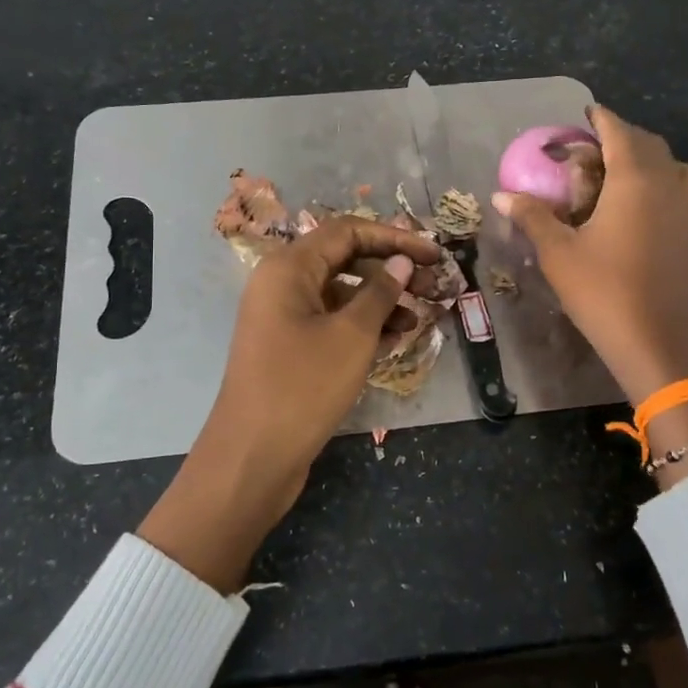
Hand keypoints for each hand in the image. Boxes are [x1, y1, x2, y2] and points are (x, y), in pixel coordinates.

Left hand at [139, 216, 444, 591]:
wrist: (253, 456)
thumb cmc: (304, 386)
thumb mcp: (352, 335)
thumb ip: (381, 292)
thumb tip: (401, 262)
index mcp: (289, 268)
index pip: (347, 231)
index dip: (394, 237)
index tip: (434, 253)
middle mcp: (282, 284)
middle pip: (344, 259)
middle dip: (390, 269)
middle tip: (433, 285)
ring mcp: (283, 317)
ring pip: (340, 293)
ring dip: (381, 300)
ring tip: (419, 317)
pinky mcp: (289, 346)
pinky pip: (331, 321)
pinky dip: (362, 325)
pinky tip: (396, 338)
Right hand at [495, 107, 687, 487]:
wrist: (654, 341)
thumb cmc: (602, 291)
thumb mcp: (558, 252)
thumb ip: (532, 216)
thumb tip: (500, 194)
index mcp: (635, 181)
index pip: (619, 132)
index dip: (601, 119)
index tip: (585, 113)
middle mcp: (668, 185)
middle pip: (649, 143)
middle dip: (621, 137)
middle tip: (590, 149)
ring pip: (677, 163)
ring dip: (651, 157)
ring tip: (621, 173)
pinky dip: (669, 180)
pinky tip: (641, 205)